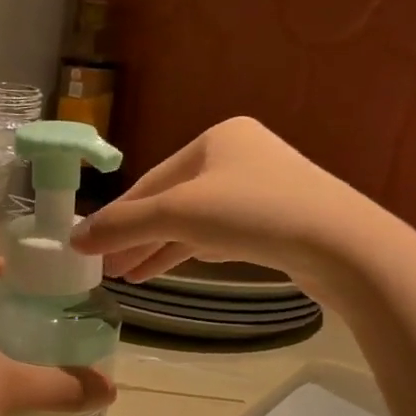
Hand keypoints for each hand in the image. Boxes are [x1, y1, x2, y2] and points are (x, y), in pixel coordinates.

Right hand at [70, 117, 399, 298]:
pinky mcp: (275, 222)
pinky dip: (190, 251)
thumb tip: (74, 238)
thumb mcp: (178, 214)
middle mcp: (237, 156)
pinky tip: (168, 268)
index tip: (88, 247)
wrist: (341, 244)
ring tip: (130, 277)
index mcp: (215, 138)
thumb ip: (123, 225)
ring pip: (193, 221)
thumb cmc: (253, 213)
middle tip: (107, 268)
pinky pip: (218, 234)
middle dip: (137, 236)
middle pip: (170, 201)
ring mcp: (260, 188)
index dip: (117, 217)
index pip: (150, 181)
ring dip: (159, 249)